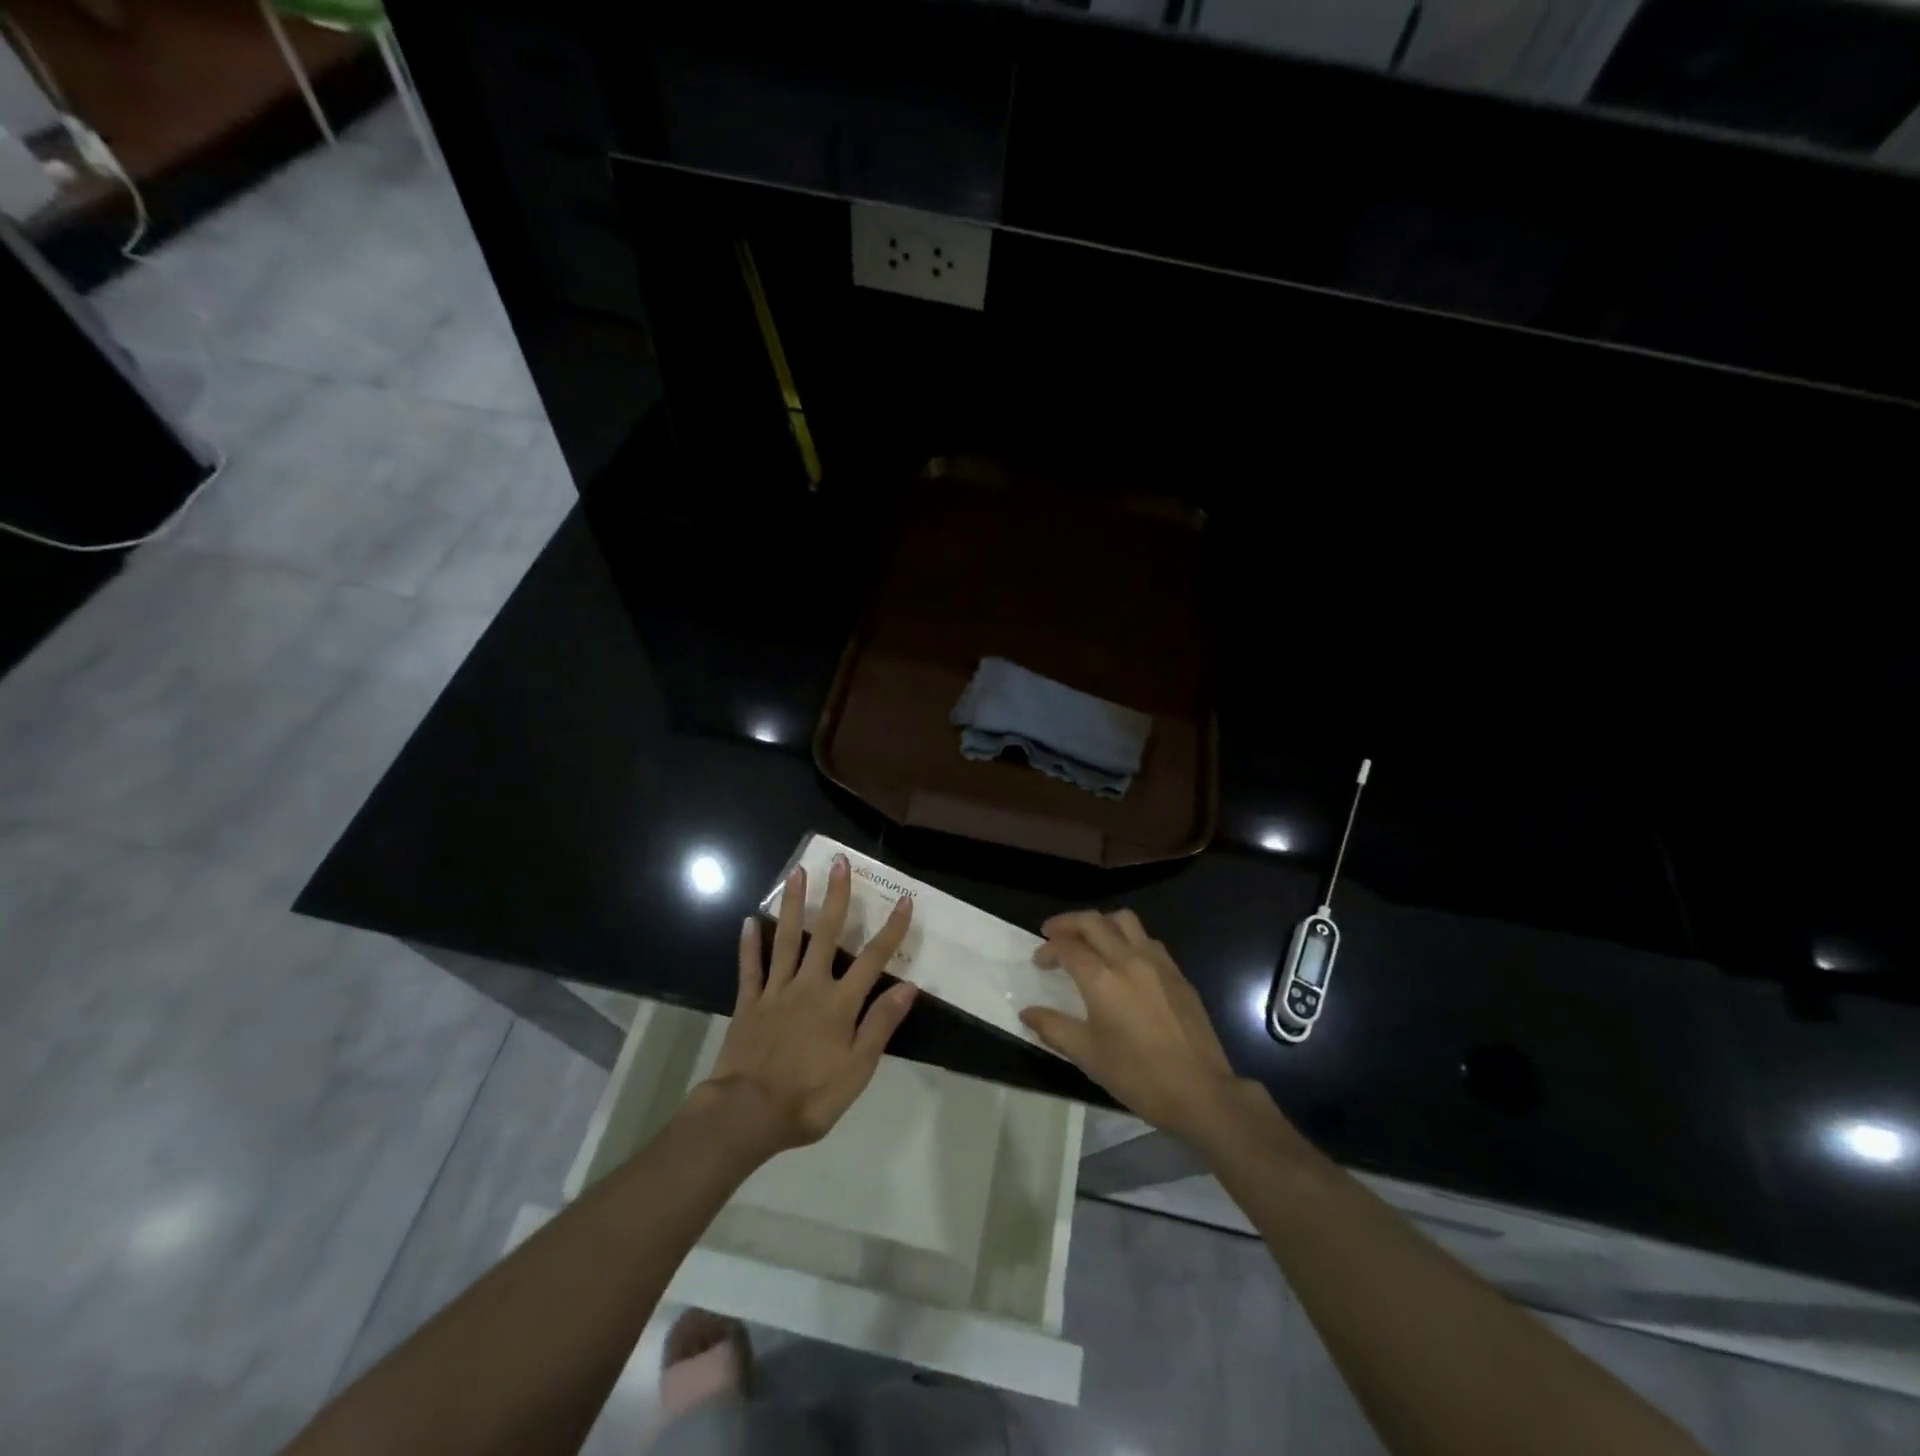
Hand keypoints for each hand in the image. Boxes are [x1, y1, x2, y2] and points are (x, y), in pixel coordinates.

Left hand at [702, 854, 916, 1153]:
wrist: (747, 1114)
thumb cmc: (809, 1096)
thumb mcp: (857, 1069)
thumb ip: (881, 1024)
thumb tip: (909, 986)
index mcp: (840, 1003)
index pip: (873, 958)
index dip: (891, 929)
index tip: (904, 900)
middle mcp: (810, 986)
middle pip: (827, 933)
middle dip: (837, 896)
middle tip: (839, 862)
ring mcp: (776, 991)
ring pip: (787, 939)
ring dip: (794, 904)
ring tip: (796, 873)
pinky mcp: (748, 1003)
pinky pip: (750, 967)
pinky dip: (750, 944)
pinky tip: (750, 920)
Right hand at [1020, 909, 1244, 1141]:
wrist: (1200, 1091)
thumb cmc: (1137, 1075)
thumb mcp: (1087, 1055)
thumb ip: (1053, 1027)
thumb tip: (1027, 1012)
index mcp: (1102, 978)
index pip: (1067, 947)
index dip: (1048, 949)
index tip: (1038, 961)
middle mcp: (1128, 959)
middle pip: (1093, 922)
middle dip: (1068, 923)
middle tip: (1052, 933)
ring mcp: (1157, 962)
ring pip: (1124, 920)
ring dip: (1100, 923)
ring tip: (1088, 939)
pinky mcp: (1177, 973)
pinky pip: (1147, 939)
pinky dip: (1126, 937)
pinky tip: (1123, 960)